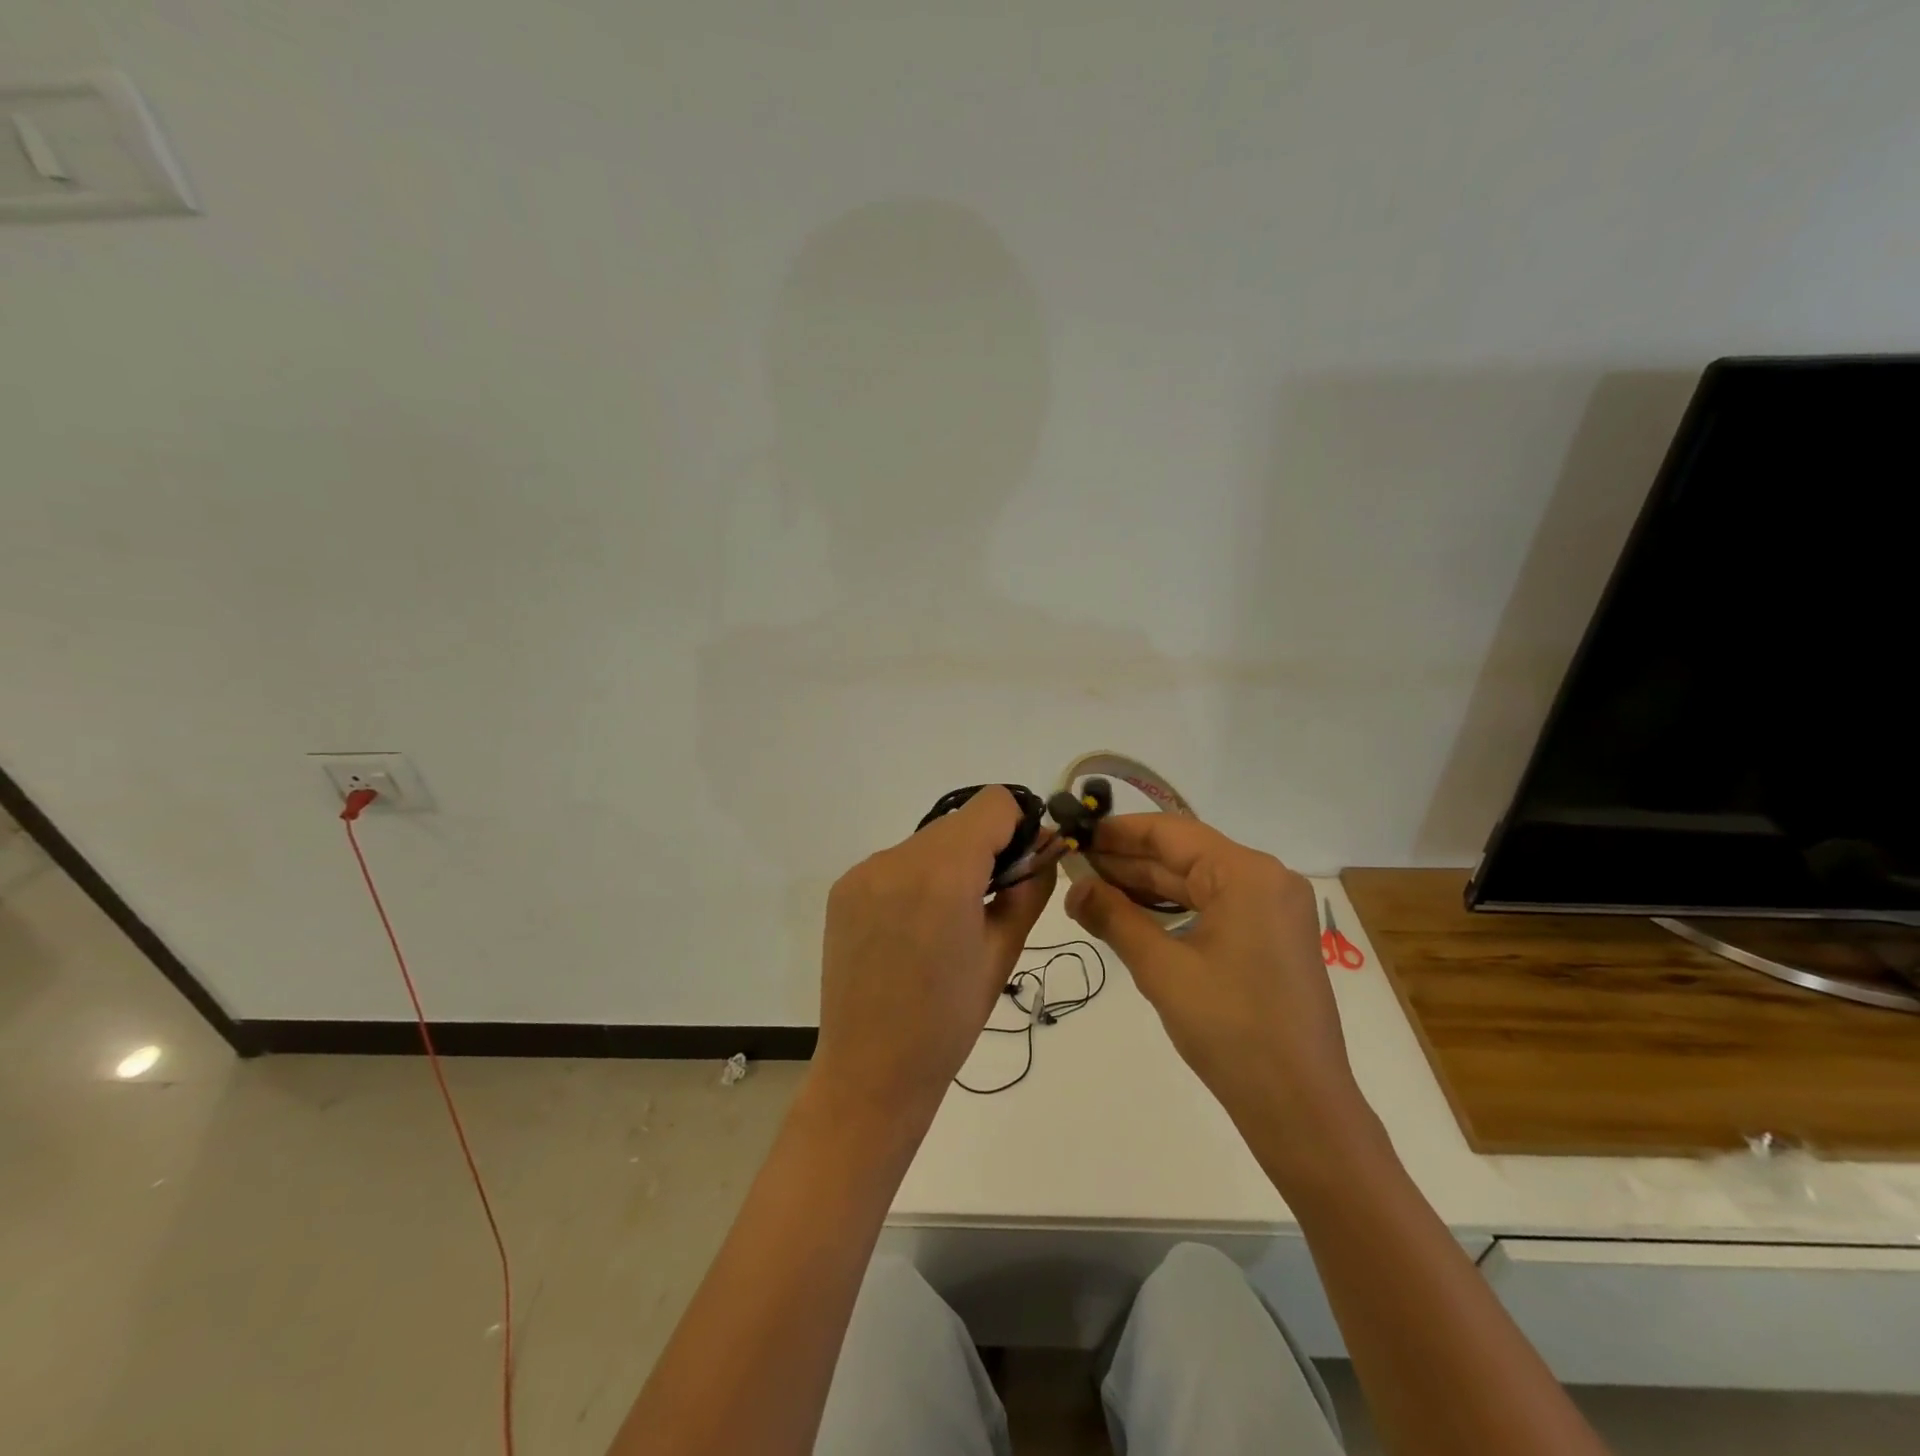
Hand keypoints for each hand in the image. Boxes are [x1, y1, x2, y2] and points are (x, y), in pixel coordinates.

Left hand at [812, 787, 1055, 1131]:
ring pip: (927, 841)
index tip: (1023, 866)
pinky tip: (913, 928)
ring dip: (949, 864)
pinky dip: (916, 879)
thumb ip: (1028, 888)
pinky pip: (896, 863)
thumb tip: (1042, 848)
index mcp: (944, 874)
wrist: (871, 1070)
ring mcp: (864, 871)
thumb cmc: (949, 1021)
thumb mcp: (1004, 952)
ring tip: (947, 921)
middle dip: (985, 848)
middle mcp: (897, 858)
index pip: (994, 803)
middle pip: (959, 822)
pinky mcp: (843, 888)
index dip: (1018, 827)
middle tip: (990, 900)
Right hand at [1065, 815, 1366, 1165]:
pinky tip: (1133, 913)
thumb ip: (1114, 918)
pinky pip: (1214, 906)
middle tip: (1074, 864)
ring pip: (1198, 882)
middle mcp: (1266, 880)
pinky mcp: (1272, 938)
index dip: (1119, 831)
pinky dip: (1174, 908)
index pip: (1171, 833)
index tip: (1077, 832)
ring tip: (1093, 887)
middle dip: (1128, 861)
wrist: (1300, 1106)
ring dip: (1147, 885)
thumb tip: (1074, 888)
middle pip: (1185, 855)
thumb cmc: (1230, 1029)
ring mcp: (1273, 909)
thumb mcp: (1162, 969)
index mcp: (1247, 874)